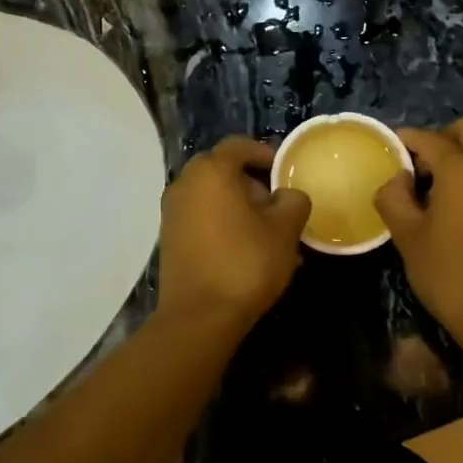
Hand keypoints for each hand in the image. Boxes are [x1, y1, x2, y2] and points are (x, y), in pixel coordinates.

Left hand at [156, 137, 311, 333]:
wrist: (199, 316)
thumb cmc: (245, 263)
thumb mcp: (285, 230)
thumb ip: (293, 200)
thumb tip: (287, 196)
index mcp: (211, 171)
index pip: (239, 145)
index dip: (266, 153)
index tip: (286, 172)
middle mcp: (185, 183)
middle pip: (223, 170)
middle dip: (253, 183)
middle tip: (278, 205)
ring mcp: (172, 211)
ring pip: (212, 196)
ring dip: (239, 206)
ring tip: (268, 233)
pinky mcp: (169, 237)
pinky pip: (201, 217)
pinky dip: (223, 223)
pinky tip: (246, 250)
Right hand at [374, 117, 462, 357]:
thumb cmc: (450, 274)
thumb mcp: (408, 237)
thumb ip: (394, 197)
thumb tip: (397, 178)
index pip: (430, 138)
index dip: (406, 139)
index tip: (388, 148)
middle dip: (442, 137)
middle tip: (418, 164)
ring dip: (462, 157)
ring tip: (434, 188)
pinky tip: (457, 206)